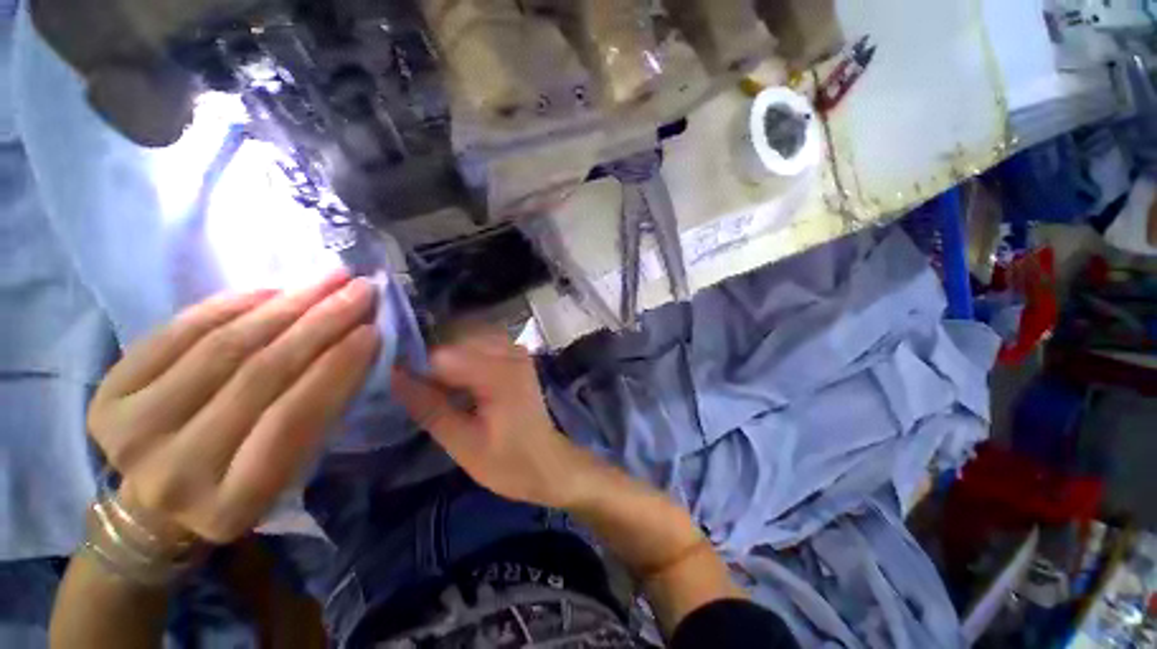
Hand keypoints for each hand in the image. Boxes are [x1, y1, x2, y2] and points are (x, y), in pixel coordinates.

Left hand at [87, 272, 379, 545]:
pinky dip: (231, 304)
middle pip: (259, 376)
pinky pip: (179, 332)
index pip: (293, 419)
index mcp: (234, 501)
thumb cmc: (241, 485)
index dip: (337, 367)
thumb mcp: (291, 470)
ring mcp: (133, 429)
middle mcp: (175, 470)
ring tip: (328, 280)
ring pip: (223, 348)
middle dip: (320, 324)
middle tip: (359, 291)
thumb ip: (320, 414)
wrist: (154, 507)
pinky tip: (272, 289)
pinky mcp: (109, 393)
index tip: (372, 329)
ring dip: (287, 305)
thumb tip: (354, 344)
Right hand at [392, 331, 596, 508]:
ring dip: (447, 356)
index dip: (414, 367)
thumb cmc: (508, 462)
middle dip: (430, 360)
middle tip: (412, 386)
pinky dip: (465, 355)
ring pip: (468, 338)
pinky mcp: (518, 357)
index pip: (442, 355)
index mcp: (498, 374)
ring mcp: (517, 352)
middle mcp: (510, 353)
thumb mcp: (462, 443)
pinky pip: (483, 343)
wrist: (548, 463)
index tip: (393, 383)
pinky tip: (456, 378)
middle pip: (455, 341)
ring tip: (432, 384)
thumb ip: (429, 407)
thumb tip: (393, 377)